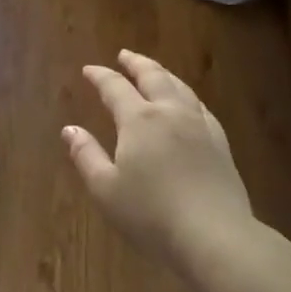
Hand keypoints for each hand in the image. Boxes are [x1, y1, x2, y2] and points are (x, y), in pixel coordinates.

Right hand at [64, 50, 255, 266]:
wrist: (215, 236)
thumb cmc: (151, 215)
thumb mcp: (106, 189)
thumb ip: (86, 155)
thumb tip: (69, 128)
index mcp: (139, 120)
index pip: (115, 88)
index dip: (100, 76)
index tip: (89, 69)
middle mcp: (170, 113)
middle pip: (153, 77)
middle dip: (136, 63)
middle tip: (125, 55)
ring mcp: (200, 126)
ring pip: (180, 87)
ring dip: (163, 74)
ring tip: (154, 71)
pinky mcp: (220, 144)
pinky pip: (201, 107)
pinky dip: (187, 96)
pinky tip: (188, 103)